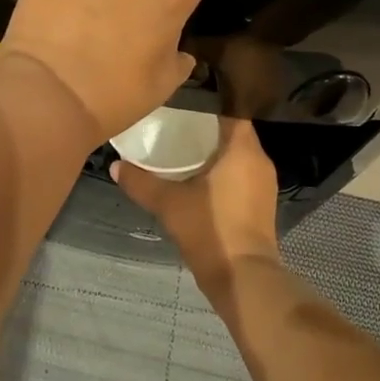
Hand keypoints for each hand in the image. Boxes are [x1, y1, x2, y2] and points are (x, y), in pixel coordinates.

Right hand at [112, 119, 282, 299]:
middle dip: (207, 128)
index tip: (184, 103)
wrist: (243, 277)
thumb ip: (141, 182)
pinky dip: (223, 170)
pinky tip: (199, 177)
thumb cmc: (210, 229)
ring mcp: (264, 183)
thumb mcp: (168, 203)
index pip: (231, 110)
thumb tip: (115, 165)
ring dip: (216, 151)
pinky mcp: (262, 203)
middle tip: (176, 123)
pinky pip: (241, 173)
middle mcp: (259, 160)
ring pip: (238, 154)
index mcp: (243, 149)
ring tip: (183, 147)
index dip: (209, 104)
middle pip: (234, 131)